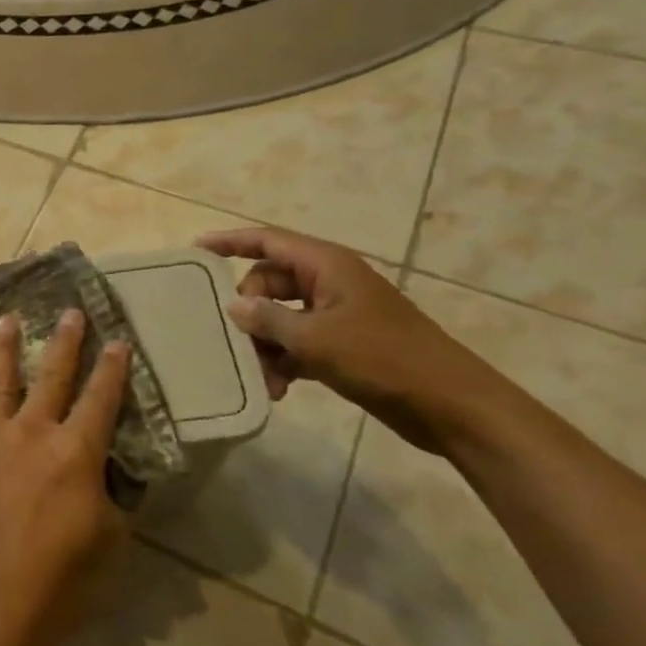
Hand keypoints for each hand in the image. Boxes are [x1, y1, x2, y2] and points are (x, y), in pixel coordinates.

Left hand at [0, 309, 130, 645]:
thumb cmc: (60, 582)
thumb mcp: (110, 543)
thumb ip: (113, 500)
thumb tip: (111, 477)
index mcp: (76, 453)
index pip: (101, 400)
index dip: (113, 369)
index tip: (117, 339)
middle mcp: (32, 434)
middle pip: (52, 377)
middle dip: (64, 342)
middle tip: (69, 311)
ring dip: (2, 349)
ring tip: (4, 319)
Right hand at [196, 227, 499, 451]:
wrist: (450, 404)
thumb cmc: (382, 359)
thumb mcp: (315, 339)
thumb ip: (267, 319)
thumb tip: (234, 306)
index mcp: (325, 266)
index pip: (267, 241)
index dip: (230, 242)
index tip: (195, 248)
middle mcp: (328, 283)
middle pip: (268, 283)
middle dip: (249, 312)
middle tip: (236, 342)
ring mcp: (337, 314)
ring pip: (280, 317)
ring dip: (265, 345)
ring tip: (262, 378)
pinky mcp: (344, 344)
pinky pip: (298, 342)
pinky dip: (284, 360)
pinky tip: (278, 388)